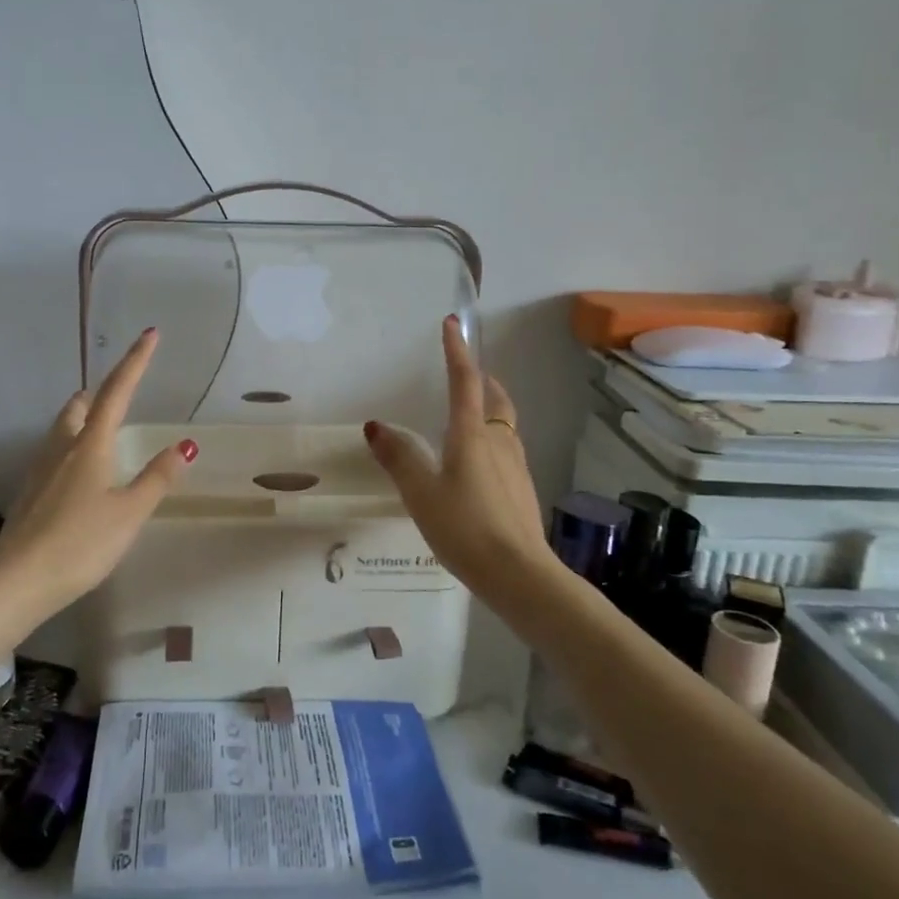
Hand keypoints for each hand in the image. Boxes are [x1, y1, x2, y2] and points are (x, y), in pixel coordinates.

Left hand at [0, 329, 197, 611]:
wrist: (18, 580)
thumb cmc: (81, 543)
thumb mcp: (129, 512)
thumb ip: (157, 478)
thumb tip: (185, 444)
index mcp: (91, 445)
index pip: (117, 392)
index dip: (135, 361)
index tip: (150, 334)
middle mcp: (62, 448)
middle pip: (79, 407)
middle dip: (100, 393)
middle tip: (118, 392)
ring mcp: (40, 470)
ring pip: (62, 429)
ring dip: (81, 418)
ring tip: (98, 427)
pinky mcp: (29, 493)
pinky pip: (52, 454)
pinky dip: (70, 447)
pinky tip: (76, 472)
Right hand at [363, 317, 551, 591]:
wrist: (519, 574)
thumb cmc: (465, 527)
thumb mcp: (421, 493)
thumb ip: (399, 458)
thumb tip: (376, 426)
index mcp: (471, 436)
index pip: (464, 382)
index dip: (457, 351)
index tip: (452, 324)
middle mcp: (498, 443)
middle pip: (495, 400)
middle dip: (483, 380)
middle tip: (468, 373)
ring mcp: (516, 467)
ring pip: (504, 426)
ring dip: (489, 410)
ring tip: (470, 416)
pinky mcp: (522, 490)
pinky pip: (506, 451)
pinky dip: (492, 440)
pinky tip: (478, 465)